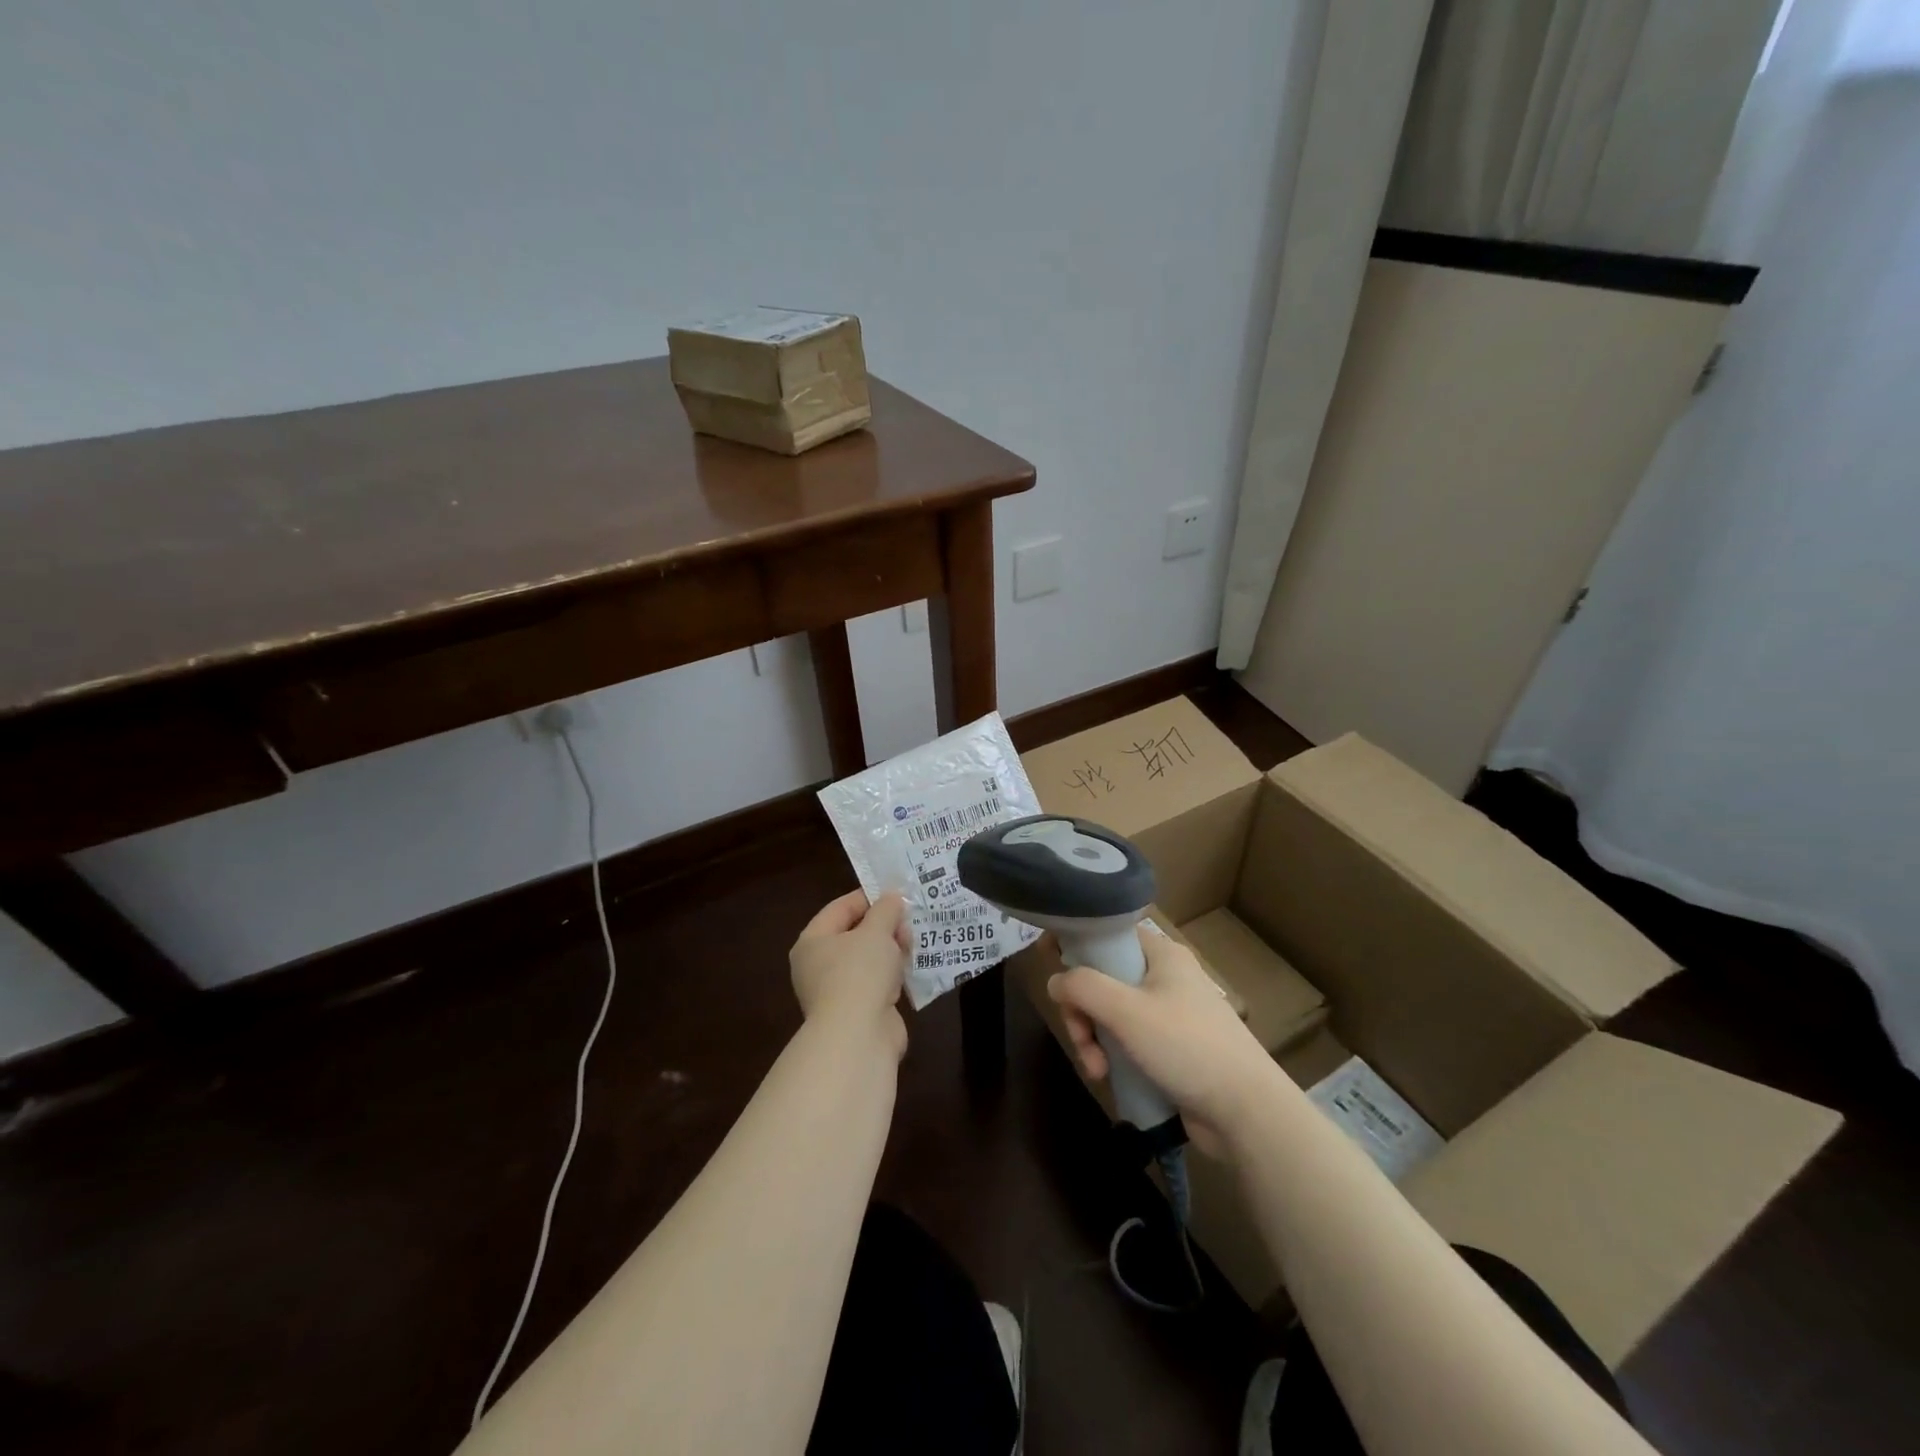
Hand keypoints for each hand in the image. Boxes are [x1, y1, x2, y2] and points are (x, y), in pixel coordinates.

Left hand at [790, 890, 910, 1056]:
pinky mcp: (857, 1011)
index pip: (840, 908)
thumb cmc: (860, 973)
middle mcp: (818, 965)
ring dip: (891, 950)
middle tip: (909, 920)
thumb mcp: (876, 931)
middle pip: (854, 934)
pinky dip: (893, 974)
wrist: (859, 1036)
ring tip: (914, 942)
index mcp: (812, 941)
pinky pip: (877, 982)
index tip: (897, 893)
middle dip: (884, 925)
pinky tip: (912, 967)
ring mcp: (837, 990)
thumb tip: (892, 898)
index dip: (869, 897)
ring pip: (868, 959)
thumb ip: (886, 910)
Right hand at [1048, 927, 1277, 1152]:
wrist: (1246, 1111)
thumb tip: (1055, 981)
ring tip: (1096, 1069)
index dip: (1076, 941)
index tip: (1046, 959)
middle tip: (1081, 1038)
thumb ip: (1082, 987)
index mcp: (1160, 954)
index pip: (1108, 932)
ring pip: (1111, 1012)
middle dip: (1082, 1010)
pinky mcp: (1170, 1047)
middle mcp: (1164, 976)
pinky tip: (1108, 1077)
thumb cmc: (1186, 1046)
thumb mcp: (1126, 1011)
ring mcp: (1169, 1013)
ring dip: (1093, 1038)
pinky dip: (1112, 1054)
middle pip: (1103, 977)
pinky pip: (1127, 1039)